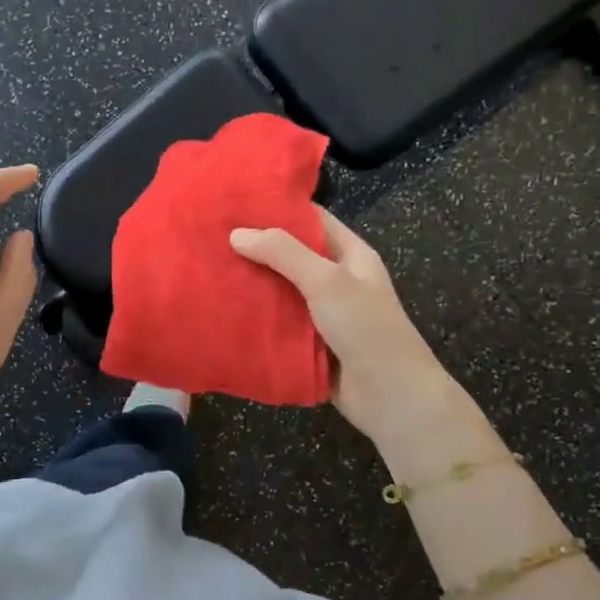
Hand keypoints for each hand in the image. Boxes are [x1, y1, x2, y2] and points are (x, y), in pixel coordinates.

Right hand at [230, 210, 485, 460]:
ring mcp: (321, 313)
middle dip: (255, 247)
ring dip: (251, 284)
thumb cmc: (366, 328)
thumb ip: (283, 253)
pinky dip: (254, 316)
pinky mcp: (308, 343)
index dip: (278, 208)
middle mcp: (336, 279)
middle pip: (290, 255)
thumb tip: (237, 234)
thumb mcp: (327, 280)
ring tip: (208, 268)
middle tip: (210, 236)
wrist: (391, 397)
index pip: (311, 220)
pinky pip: (277, 322)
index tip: (236, 202)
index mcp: (350, 255)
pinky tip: (221, 309)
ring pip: (279, 290)